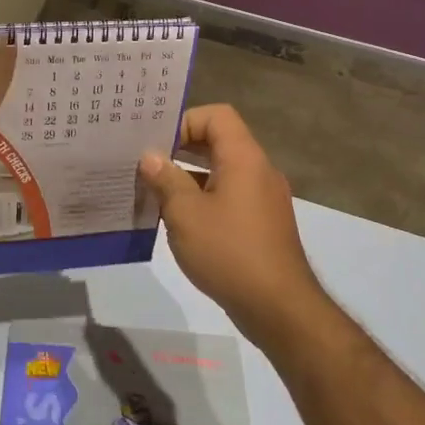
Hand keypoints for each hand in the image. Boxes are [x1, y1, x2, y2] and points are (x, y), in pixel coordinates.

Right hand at [140, 104, 334, 351]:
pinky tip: (178, 222)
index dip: (184, 121)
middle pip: (219, 142)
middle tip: (146, 162)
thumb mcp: (185, 213)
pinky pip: (229, 197)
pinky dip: (204, 199)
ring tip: (154, 193)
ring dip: (189, 177)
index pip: (216, 116)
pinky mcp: (262, 224)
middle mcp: (258, 171)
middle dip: (181, 149)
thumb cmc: (229, 252)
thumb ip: (165, 179)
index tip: (156, 143)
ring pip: (222, 172)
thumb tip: (150, 157)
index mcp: (244, 158)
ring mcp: (263, 199)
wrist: (279, 308)